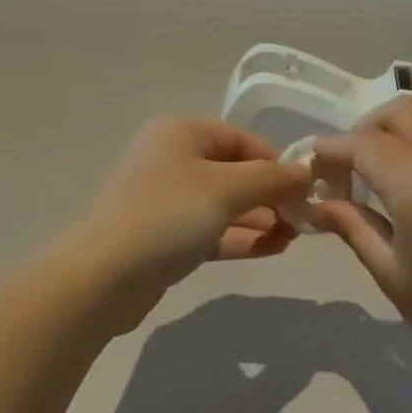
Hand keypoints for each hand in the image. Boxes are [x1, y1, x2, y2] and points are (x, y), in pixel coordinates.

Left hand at [71, 117, 314, 296]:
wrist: (104, 278)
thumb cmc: (167, 216)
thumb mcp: (225, 189)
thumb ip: (271, 178)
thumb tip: (307, 170)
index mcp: (179, 134)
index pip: (239, 138)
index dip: (275, 160)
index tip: (305, 187)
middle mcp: (170, 161)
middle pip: (233, 172)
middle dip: (270, 194)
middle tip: (305, 217)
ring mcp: (165, 202)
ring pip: (224, 205)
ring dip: (260, 218)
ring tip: (296, 236)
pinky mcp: (165, 239)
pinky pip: (211, 231)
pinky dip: (241, 238)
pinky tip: (274, 248)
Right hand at [310, 98, 411, 395]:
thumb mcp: (393, 276)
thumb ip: (353, 227)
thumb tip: (318, 202)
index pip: (364, 144)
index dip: (332, 149)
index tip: (311, 163)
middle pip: (400, 112)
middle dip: (365, 129)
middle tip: (348, 166)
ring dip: (399, 125)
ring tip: (384, 163)